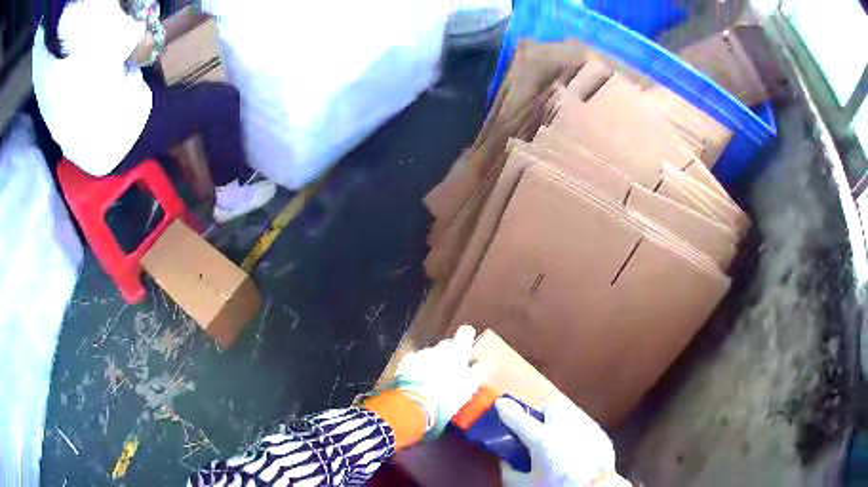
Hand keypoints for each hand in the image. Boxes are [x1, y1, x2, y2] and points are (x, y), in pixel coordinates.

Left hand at [394, 325, 484, 434]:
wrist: (414, 404)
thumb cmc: (447, 396)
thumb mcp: (468, 386)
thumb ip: (477, 372)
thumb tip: (485, 362)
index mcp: (456, 352)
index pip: (466, 332)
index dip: (467, 338)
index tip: (467, 349)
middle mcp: (438, 348)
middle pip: (447, 346)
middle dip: (450, 356)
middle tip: (452, 373)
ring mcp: (420, 354)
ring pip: (431, 355)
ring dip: (433, 364)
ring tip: (433, 383)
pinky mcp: (406, 362)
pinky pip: (416, 361)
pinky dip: (418, 369)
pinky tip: (419, 383)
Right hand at [496, 397, 630, 485]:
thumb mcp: (526, 485)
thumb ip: (510, 472)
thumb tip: (505, 461)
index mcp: (542, 439)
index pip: (519, 418)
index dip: (507, 409)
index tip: (500, 403)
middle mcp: (564, 427)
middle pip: (550, 409)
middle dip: (541, 416)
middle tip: (536, 431)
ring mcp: (585, 428)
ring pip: (569, 416)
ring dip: (560, 423)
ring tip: (557, 441)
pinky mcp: (600, 434)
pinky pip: (584, 427)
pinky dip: (576, 434)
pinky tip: (575, 449)